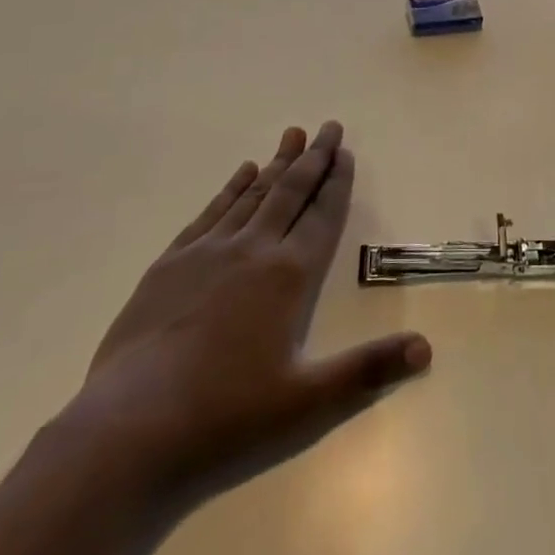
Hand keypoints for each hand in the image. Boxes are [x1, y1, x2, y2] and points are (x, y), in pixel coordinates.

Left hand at [61, 121, 430, 500]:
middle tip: (329, 126)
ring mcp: (207, 253)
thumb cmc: (224, 416)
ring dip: (276, 164)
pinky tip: (240, 173)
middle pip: (291, 192)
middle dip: (314, 158)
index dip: (337, 183)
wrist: (127, 429)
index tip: (346, 152)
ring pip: (252, 195)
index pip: (322, 216)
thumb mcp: (306, 403)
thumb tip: (426, 348)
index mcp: (288, 276)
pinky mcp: (170, 265)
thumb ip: (367, 371)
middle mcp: (252, 251)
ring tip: (292, 135)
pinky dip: (230, 189)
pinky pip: (210, 212)